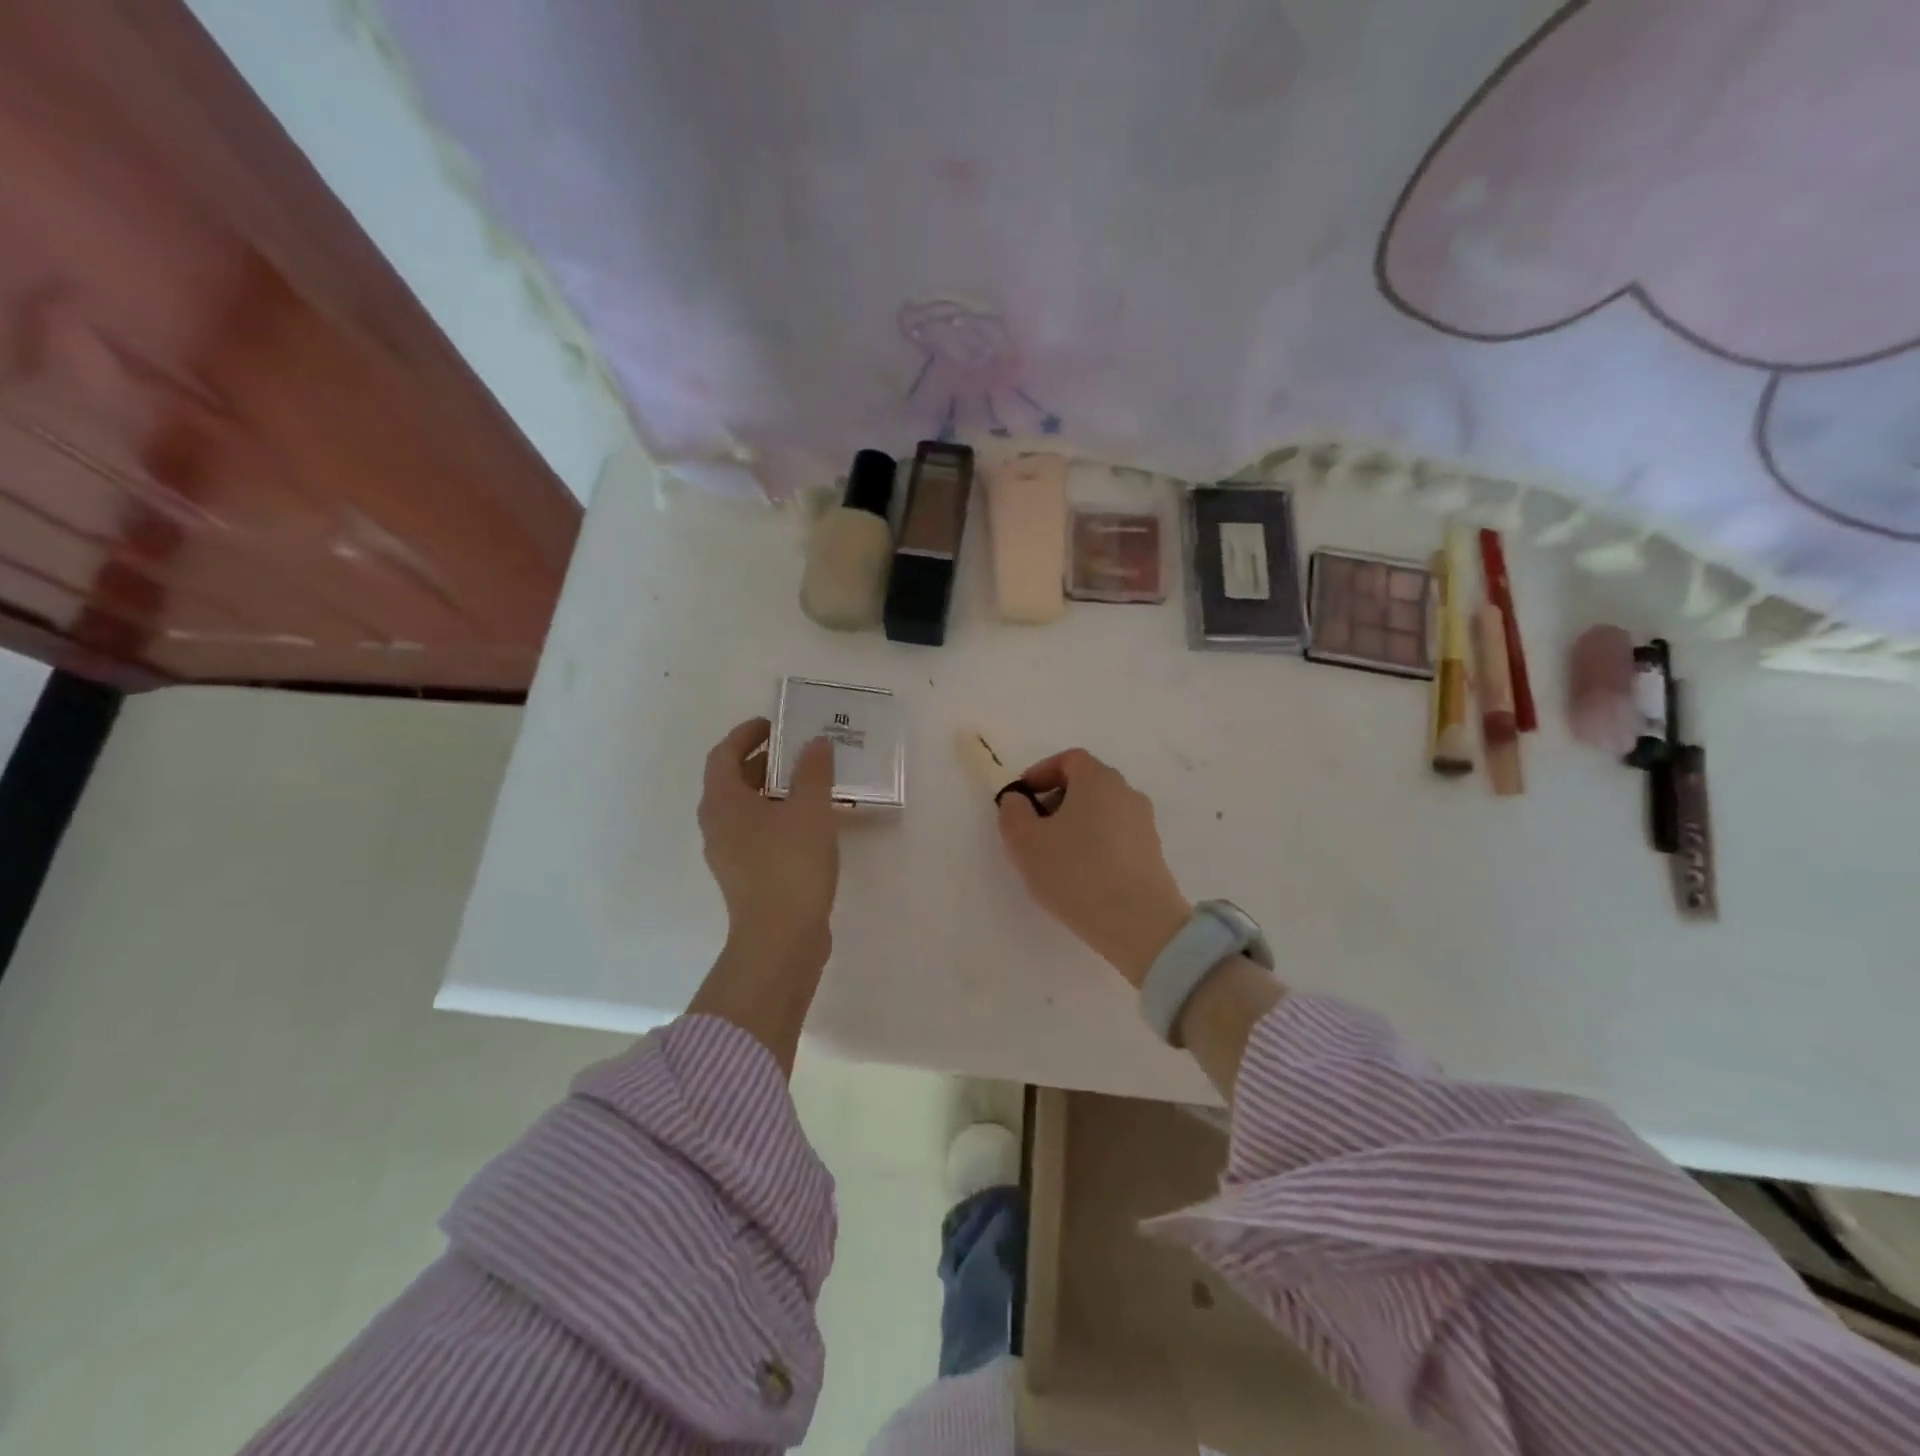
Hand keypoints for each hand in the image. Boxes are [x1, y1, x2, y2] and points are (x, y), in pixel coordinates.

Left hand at [698, 718, 839, 958]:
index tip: (776, 725)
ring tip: (812, 783)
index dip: (747, 734)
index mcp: (723, 802)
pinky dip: (780, 817)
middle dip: (765, 760)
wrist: (781, 938)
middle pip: (734, 780)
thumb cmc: (789, 864)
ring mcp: (730, 854)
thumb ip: (813, 771)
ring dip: (775, 790)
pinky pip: (760, 833)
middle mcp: (718, 825)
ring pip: (748, 809)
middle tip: (800, 750)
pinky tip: (813, 822)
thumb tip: (815, 743)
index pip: (724, 754)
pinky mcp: (748, 877)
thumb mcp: (809, 809)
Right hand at [996, 749, 1191, 987]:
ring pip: (1102, 812)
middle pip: (1087, 784)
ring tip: (1056, 856)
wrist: (1138, 922)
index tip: (1022, 798)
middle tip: (1034, 828)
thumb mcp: (1026, 842)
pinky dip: (1096, 844)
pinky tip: (1082, 875)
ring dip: (1076, 824)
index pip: (1070, 759)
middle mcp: (1126, 793)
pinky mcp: (1153, 853)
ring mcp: (1144, 824)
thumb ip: (1013, 813)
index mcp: (1098, 780)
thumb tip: (1018, 800)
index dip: (1041, 772)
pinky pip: (1116, 836)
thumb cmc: (1076, 872)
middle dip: (1057, 800)